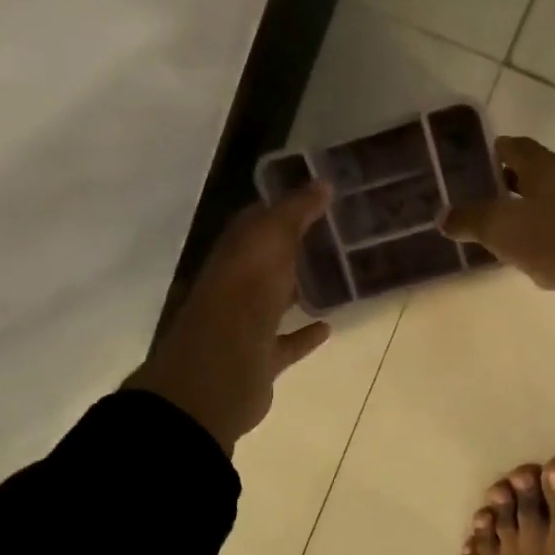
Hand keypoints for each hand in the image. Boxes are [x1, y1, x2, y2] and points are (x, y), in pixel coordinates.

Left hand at [127, 185, 332, 453]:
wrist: (219, 371)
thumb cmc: (244, 295)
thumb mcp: (271, 241)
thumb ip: (296, 212)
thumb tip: (323, 183)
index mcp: (235, 253)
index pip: (258, 221)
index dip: (285, 208)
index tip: (320, 199)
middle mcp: (236, 284)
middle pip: (266, 261)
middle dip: (294, 248)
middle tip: (335, 236)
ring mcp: (246, 323)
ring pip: (275, 299)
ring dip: (298, 288)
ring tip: (335, 277)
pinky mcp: (260, 358)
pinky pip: (287, 341)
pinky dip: (305, 334)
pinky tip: (328, 326)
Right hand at [441, 137, 554, 344]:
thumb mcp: (503, 227)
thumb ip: (471, 220)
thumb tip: (443, 216)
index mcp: (547, 168)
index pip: (514, 148)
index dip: (489, 153)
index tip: (463, 167)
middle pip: (530, 180)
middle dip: (502, 191)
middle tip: (470, 207)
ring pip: (545, 214)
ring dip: (522, 225)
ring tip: (492, 240)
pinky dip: (542, 252)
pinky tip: (530, 270)